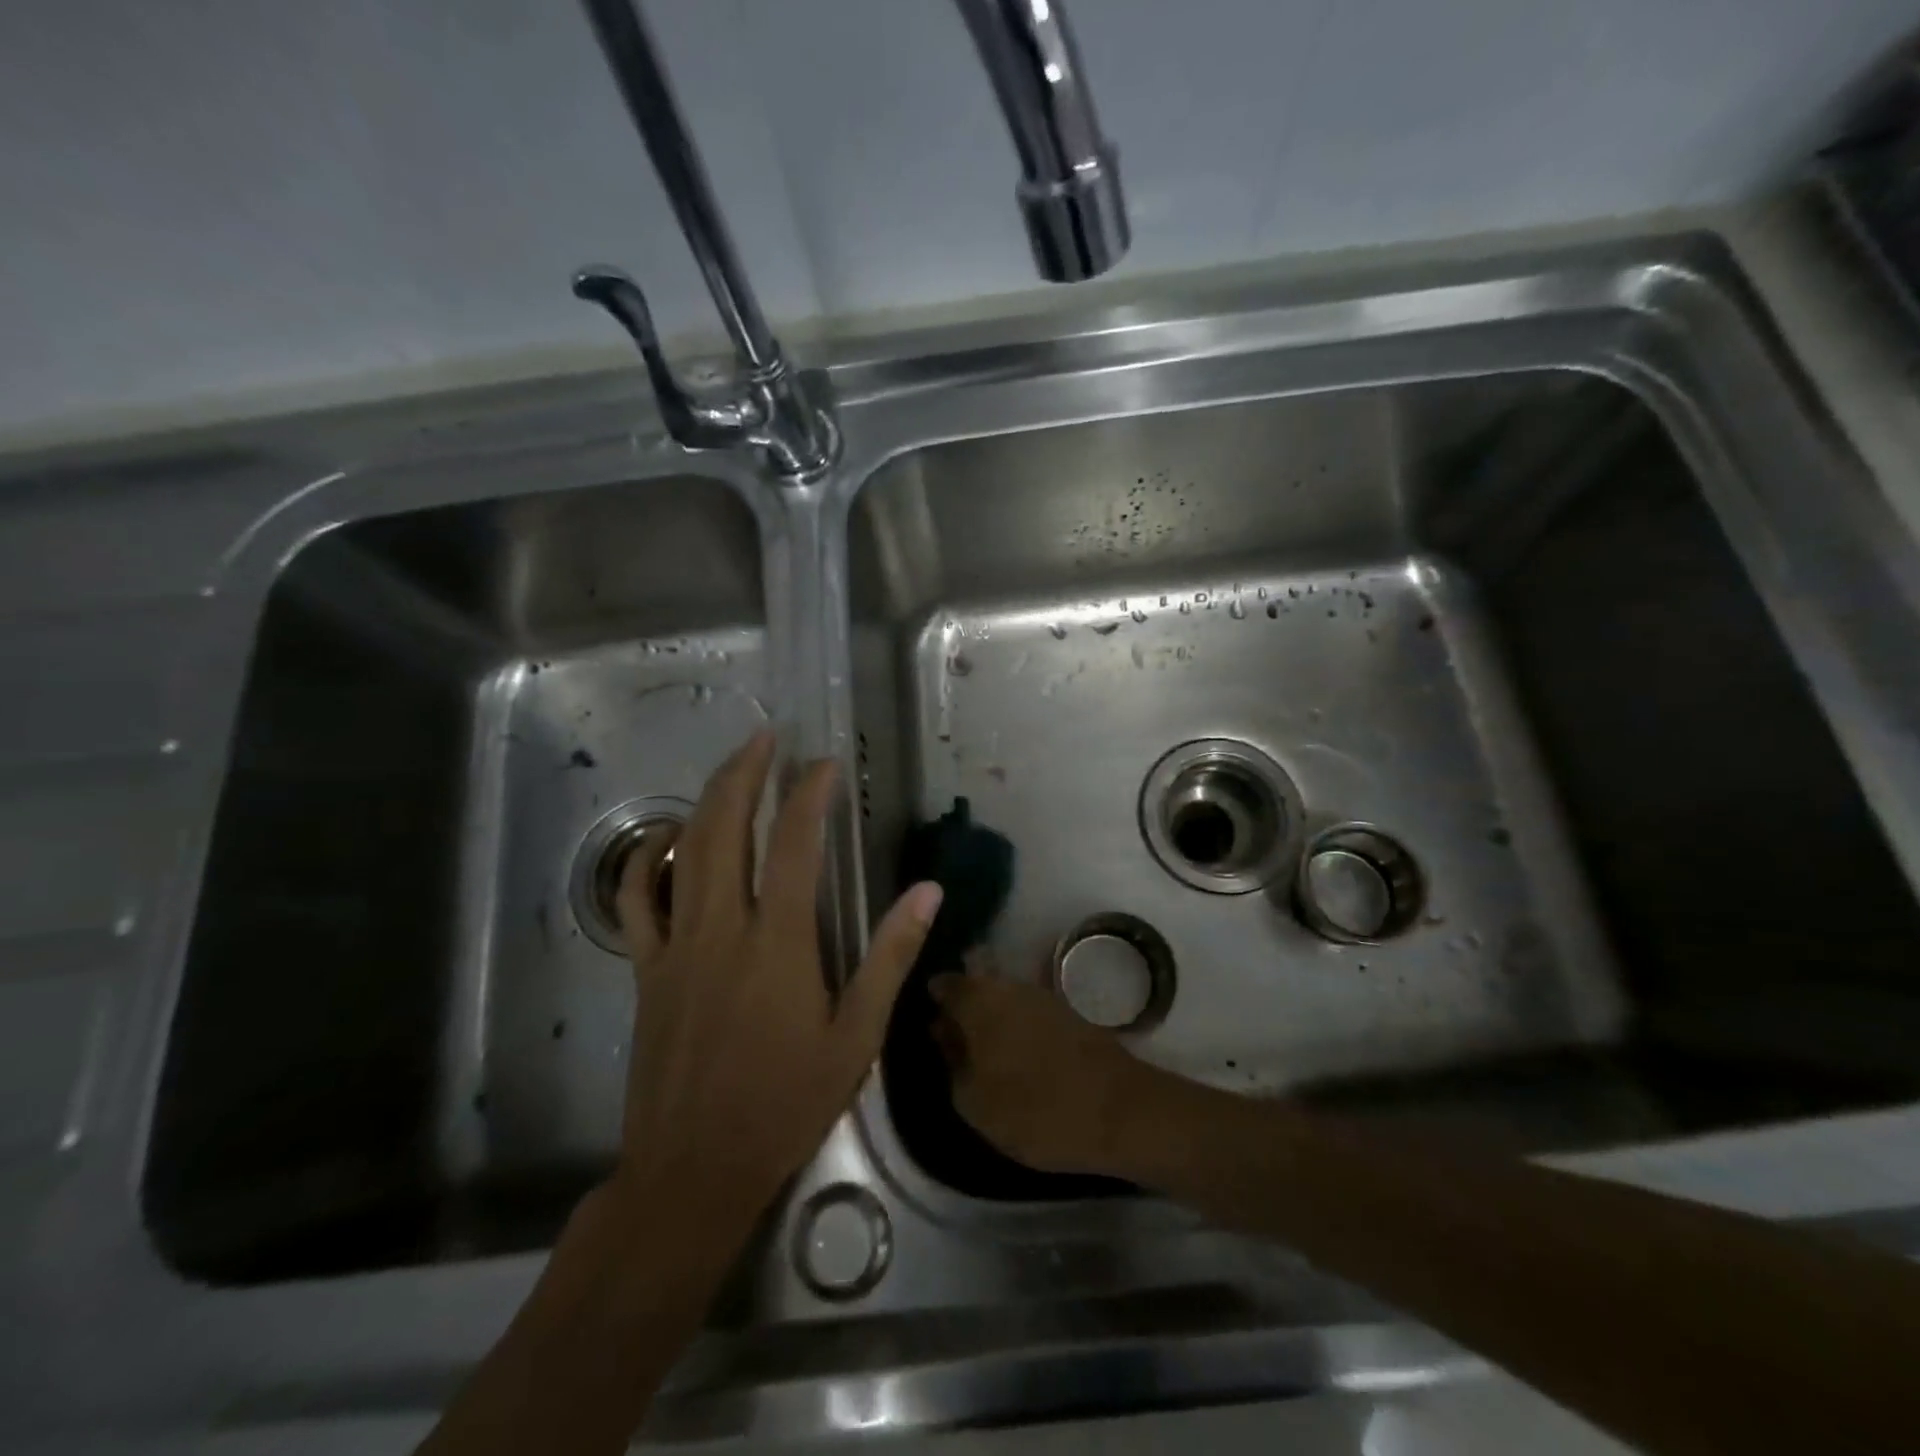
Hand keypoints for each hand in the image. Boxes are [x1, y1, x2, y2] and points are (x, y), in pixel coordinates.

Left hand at [611, 729, 942, 1229]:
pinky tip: (667, 839)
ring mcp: (676, 945)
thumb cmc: (785, 1105)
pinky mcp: (646, 968)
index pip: (796, 845)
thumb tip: (927, 892)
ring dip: (707, 800)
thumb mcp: (856, 1037)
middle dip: (746, 773)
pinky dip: (649, 859)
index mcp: (779, 942)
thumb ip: (889, 957)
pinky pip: (637, 899)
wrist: (692, 1170)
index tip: (825, 764)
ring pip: (684, 851)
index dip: (810, 794)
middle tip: (766, 737)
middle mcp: (722, 928)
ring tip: (730, 769)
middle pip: (728, 827)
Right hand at [929, 971, 1165, 1177]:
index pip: (944, 984)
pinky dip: (1016, 1024)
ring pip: (1003, 995)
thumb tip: (943, 1032)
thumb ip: (952, 1061)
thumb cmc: (1035, 1110)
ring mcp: (1041, 994)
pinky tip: (1015, 1050)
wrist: (1120, 1112)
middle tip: (953, 1037)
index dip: (933, 1000)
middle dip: (963, 1004)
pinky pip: (1027, 1009)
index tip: (926, 1019)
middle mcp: (1007, 985)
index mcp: (977, 1000)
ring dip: (991, 1014)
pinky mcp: (1067, 1011)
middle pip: (975, 983)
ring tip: (983, 1049)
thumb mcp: (974, 1101)